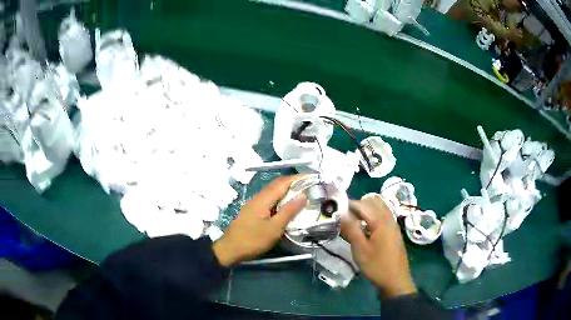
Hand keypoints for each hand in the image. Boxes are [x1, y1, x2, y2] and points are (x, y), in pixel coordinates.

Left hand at [212, 176, 306, 266]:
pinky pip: (268, 198)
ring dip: (286, 189)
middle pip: (277, 184)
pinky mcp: (252, 210)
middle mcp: (258, 197)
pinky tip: (285, 205)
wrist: (230, 249)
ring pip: (272, 191)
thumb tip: (303, 195)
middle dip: (293, 182)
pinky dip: (279, 197)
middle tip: (308, 185)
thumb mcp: (274, 228)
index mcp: (264, 199)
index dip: (298, 178)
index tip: (312, 177)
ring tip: (300, 194)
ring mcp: (254, 203)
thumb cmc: (253, 240)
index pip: (283, 182)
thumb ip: (289, 211)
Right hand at [341, 195, 416, 297]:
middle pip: (372, 201)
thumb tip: (341, 213)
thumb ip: (351, 229)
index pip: (362, 204)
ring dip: (365, 210)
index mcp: (380, 220)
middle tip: (345, 218)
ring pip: (379, 207)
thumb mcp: (360, 249)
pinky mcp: (394, 231)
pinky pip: (383, 215)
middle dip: (357, 205)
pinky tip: (365, 229)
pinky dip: (372, 216)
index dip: (348, 205)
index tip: (336, 211)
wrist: (395, 280)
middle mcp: (389, 217)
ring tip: (354, 223)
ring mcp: (393, 224)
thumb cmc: (376, 265)